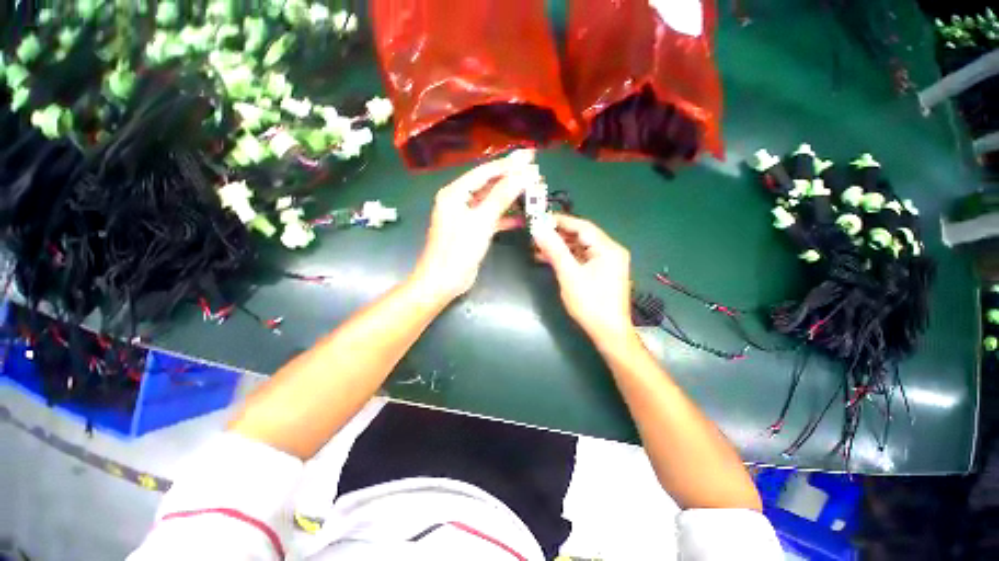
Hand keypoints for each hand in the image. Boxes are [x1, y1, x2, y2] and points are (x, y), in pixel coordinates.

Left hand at [413, 153, 537, 300]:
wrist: (443, 281)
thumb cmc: (458, 250)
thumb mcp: (481, 221)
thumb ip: (501, 197)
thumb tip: (522, 174)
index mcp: (455, 193)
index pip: (485, 172)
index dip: (508, 164)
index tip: (530, 156)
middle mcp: (459, 201)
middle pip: (489, 185)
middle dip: (511, 179)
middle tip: (535, 171)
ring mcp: (466, 216)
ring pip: (491, 202)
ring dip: (511, 198)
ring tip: (533, 191)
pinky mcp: (473, 231)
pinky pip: (491, 218)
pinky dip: (505, 218)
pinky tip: (521, 218)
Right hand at [531, 214, 633, 343]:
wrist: (608, 333)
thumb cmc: (590, 303)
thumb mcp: (569, 274)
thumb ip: (554, 249)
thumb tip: (538, 228)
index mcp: (608, 248)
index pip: (582, 226)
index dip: (560, 221)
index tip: (540, 218)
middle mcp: (610, 251)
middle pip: (580, 237)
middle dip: (557, 235)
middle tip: (536, 234)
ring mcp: (606, 263)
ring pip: (579, 248)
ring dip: (559, 247)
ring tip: (537, 247)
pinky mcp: (600, 273)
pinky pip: (580, 259)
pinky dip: (565, 258)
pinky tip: (548, 259)